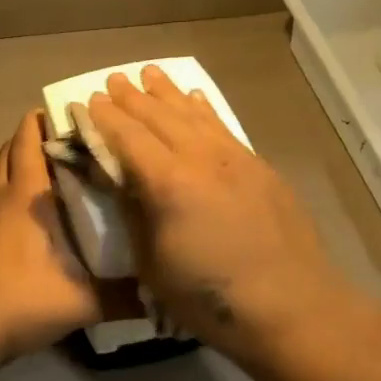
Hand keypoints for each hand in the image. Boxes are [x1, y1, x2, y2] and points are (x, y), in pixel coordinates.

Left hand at [0, 109, 100, 366]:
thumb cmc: (19, 300)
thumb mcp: (82, 302)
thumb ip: (125, 297)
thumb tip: (166, 294)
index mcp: (25, 196)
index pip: (30, 139)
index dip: (51, 119)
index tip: (83, 114)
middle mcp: (2, 196)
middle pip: (13, 148)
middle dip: (40, 135)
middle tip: (80, 141)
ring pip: (4, 173)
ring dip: (26, 163)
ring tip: (66, 171)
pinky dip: (17, 191)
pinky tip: (43, 213)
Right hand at [87, 66, 359, 362]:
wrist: (290, 306)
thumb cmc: (209, 297)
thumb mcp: (152, 264)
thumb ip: (135, 215)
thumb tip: (122, 181)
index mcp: (168, 183)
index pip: (129, 137)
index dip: (106, 118)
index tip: (90, 100)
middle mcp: (201, 159)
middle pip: (160, 118)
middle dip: (133, 97)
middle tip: (114, 79)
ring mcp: (235, 159)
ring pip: (194, 115)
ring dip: (169, 93)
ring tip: (150, 74)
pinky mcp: (260, 168)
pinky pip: (223, 127)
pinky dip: (204, 110)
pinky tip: (197, 99)